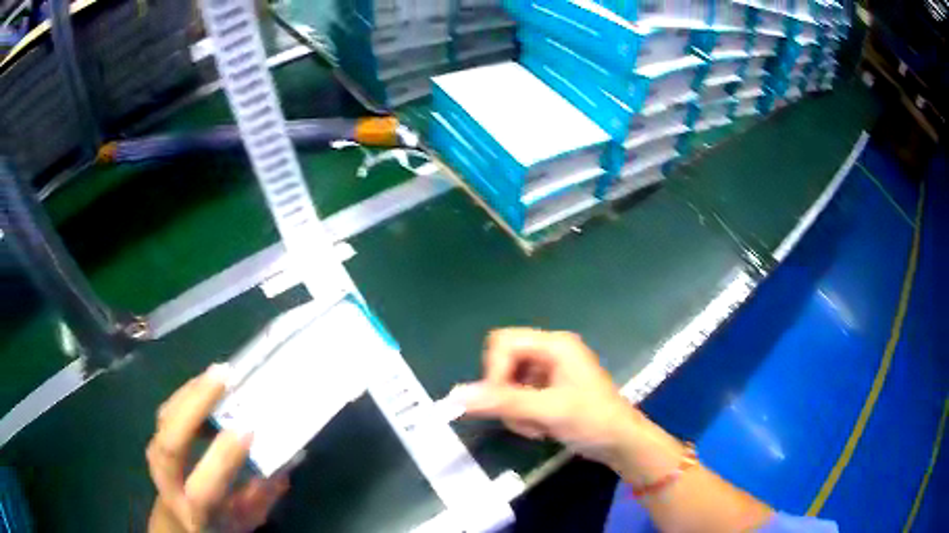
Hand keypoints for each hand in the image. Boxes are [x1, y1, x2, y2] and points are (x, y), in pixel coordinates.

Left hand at [146, 364, 289, 532]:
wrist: (177, 517)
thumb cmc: (218, 522)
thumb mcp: (246, 519)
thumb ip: (263, 495)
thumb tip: (287, 459)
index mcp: (194, 511)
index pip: (204, 488)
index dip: (223, 459)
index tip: (247, 429)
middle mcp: (168, 483)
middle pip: (170, 444)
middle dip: (195, 408)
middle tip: (224, 378)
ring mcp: (156, 457)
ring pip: (166, 419)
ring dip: (191, 392)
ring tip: (218, 373)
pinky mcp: (155, 437)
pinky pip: (167, 410)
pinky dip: (186, 393)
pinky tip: (206, 382)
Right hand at [459, 328, 643, 465]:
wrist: (622, 444)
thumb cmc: (593, 421)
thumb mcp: (548, 411)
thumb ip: (503, 402)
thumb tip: (457, 394)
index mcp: (555, 345)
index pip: (503, 343)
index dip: (494, 372)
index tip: (501, 402)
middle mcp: (550, 352)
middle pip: (503, 361)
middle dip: (504, 393)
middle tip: (519, 417)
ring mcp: (550, 371)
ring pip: (508, 383)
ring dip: (514, 409)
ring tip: (535, 427)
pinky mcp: (549, 390)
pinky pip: (518, 396)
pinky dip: (522, 415)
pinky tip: (540, 429)